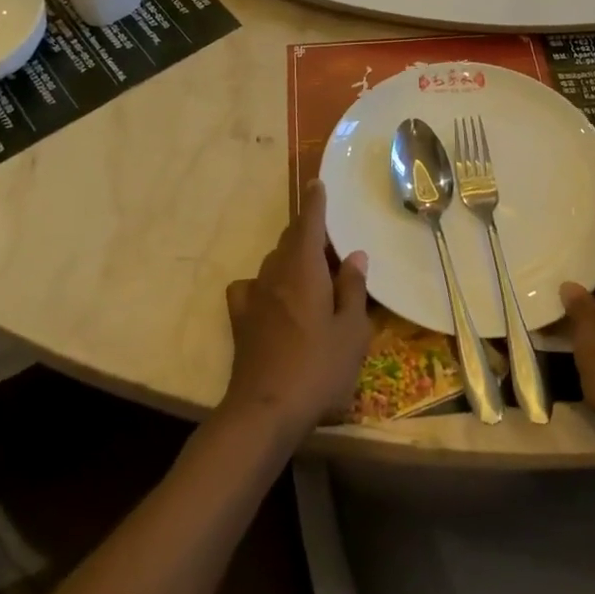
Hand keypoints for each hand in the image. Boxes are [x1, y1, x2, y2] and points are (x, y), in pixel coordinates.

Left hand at [222, 182, 372, 445]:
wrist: (265, 410)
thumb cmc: (319, 368)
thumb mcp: (352, 331)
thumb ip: (353, 289)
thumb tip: (354, 255)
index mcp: (305, 268)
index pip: (309, 223)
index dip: (315, 202)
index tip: (317, 183)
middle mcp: (276, 273)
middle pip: (290, 240)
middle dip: (307, 232)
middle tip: (330, 242)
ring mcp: (254, 296)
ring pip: (273, 262)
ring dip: (291, 258)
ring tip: (310, 272)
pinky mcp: (241, 320)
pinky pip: (252, 288)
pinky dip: (265, 284)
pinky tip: (272, 298)